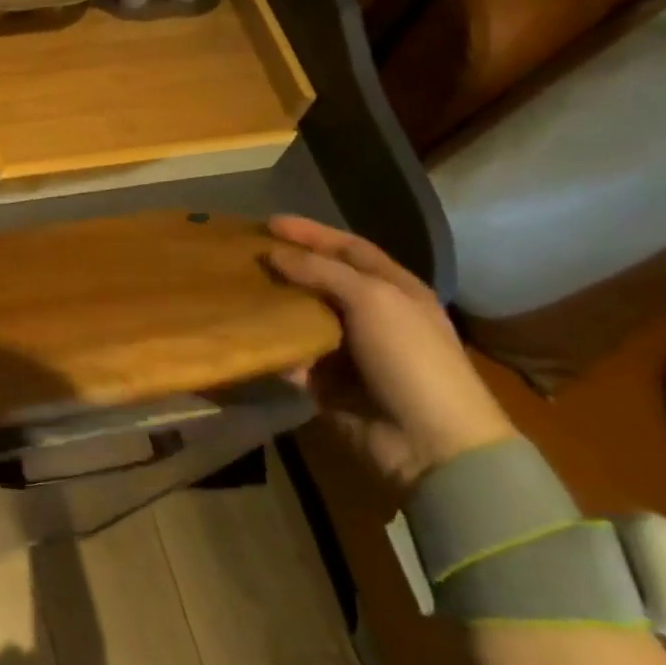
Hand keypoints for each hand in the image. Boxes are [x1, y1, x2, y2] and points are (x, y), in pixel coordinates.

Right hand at [265, 216, 513, 491]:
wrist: (430, 441)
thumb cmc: (410, 358)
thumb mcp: (373, 301)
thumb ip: (321, 272)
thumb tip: (274, 253)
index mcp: (393, 289)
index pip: (348, 248)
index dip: (311, 233)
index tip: (268, 223)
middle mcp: (371, 315)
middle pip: (320, 281)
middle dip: (285, 267)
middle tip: (244, 256)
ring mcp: (348, 351)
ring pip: (302, 318)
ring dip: (273, 306)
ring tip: (236, 291)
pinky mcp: (327, 385)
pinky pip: (293, 358)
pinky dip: (273, 348)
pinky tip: (244, 335)